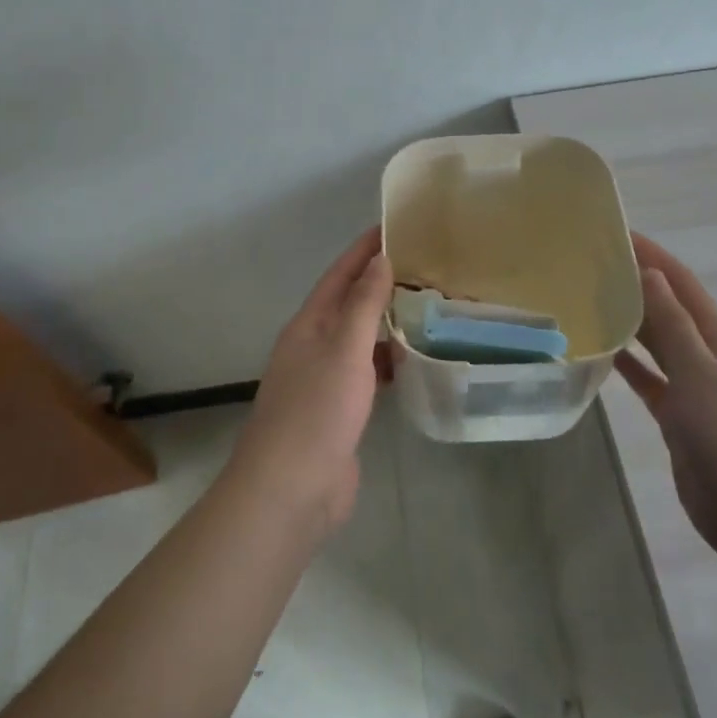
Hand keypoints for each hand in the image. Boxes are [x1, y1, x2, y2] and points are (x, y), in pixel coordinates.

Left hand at [226, 227, 392, 536]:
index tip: (394, 227)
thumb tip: (379, 261)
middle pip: (349, 303)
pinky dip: (388, 361)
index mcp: (309, 325)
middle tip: (423, 266)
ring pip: (359, 338)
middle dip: (380, 283)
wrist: (290, 490)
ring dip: (386, 321)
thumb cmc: (316, 411)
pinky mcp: (340, 411)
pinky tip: (413, 361)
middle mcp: (314, 345)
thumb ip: (362, 305)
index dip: (364, 250)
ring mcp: (325, 380)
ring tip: (426, 307)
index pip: (340, 274)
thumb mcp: (343, 350)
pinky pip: (367, 372)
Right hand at [615, 233, 716, 569]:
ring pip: (653, 342)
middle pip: (664, 307)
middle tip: (585, 262)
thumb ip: (673, 325)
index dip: (650, 253)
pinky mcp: (677, 418)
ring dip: (625, 319)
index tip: (613, 229)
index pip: (680, 282)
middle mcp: (705, 355)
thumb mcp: (702, 375)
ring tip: (583, 297)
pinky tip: (597, 350)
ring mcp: (692, 388)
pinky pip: (645, 379)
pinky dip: (624, 363)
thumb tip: (650, 272)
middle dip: (632, 281)